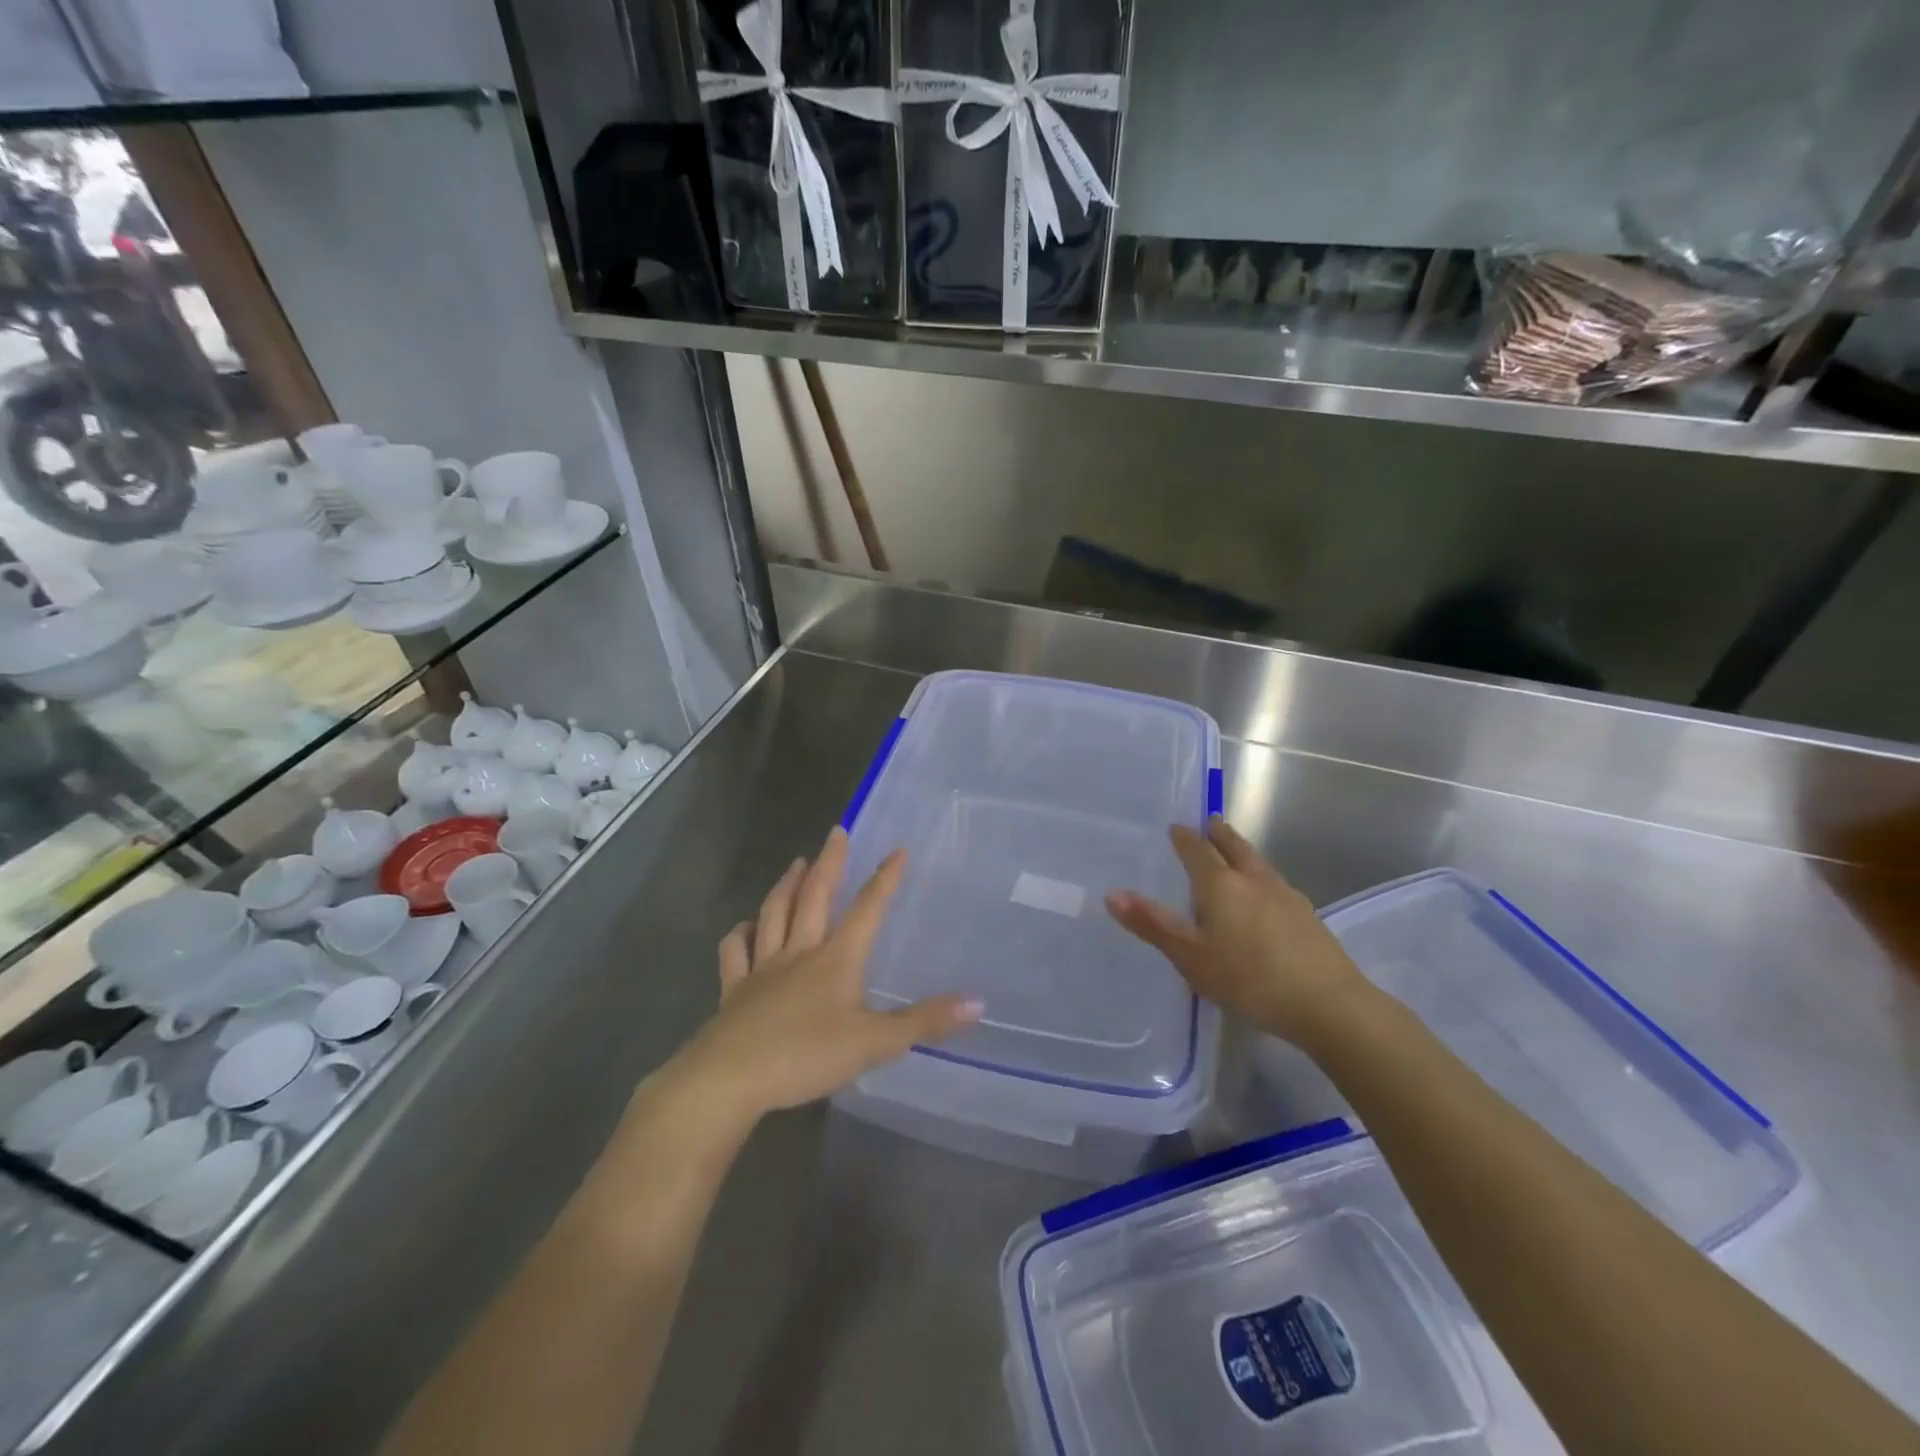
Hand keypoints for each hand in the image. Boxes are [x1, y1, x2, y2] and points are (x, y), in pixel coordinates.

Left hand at [676, 826, 980, 1125]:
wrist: (731, 1078)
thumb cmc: (807, 1056)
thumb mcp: (875, 1043)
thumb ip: (924, 1022)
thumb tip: (978, 1002)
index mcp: (836, 959)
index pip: (867, 909)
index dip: (884, 879)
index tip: (898, 849)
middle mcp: (800, 952)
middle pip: (814, 897)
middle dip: (829, 862)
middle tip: (836, 832)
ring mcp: (762, 968)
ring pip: (774, 914)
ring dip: (786, 885)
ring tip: (795, 862)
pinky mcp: (734, 990)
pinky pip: (734, 952)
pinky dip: (739, 934)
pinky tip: (744, 926)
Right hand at [1105, 817, 1369, 1045]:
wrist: (1328, 1004)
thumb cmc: (1248, 979)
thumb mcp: (1190, 957)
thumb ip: (1153, 924)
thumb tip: (1112, 894)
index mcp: (1221, 884)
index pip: (1197, 850)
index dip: (1184, 838)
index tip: (1176, 827)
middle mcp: (1253, 880)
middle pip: (1234, 846)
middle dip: (1219, 833)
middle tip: (1210, 822)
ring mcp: (1285, 895)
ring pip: (1258, 862)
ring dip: (1242, 851)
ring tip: (1233, 852)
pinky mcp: (1307, 916)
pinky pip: (1275, 883)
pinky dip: (1260, 877)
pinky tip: (1263, 896)